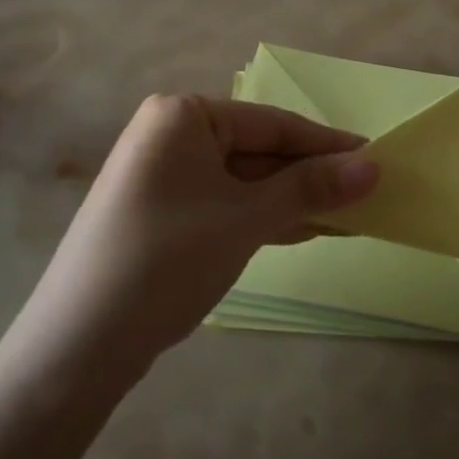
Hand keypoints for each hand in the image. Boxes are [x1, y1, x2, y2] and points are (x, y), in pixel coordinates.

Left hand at [13, 96, 378, 377]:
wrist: (80, 342)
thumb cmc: (168, 258)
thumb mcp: (245, 218)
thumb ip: (309, 188)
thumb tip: (373, 166)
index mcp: (183, 115)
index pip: (272, 123)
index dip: (326, 144)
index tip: (377, 158)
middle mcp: (169, 135)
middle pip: (258, 150)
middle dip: (310, 176)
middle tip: (368, 195)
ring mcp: (162, 176)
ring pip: (243, 181)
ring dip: (292, 200)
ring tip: (349, 216)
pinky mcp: (161, 213)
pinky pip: (224, 204)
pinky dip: (262, 217)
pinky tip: (304, 230)